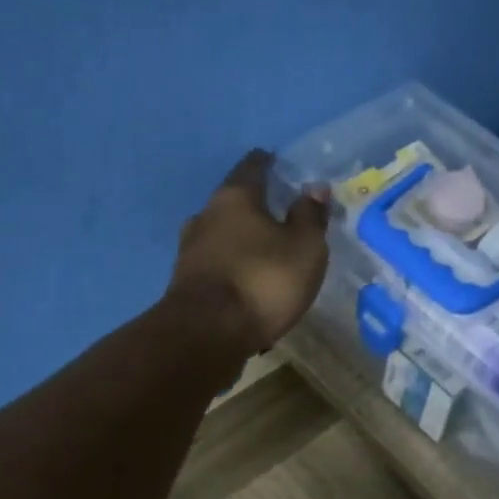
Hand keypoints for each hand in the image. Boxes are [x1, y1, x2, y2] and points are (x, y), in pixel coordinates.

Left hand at [168, 150, 330, 353]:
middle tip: (278, 214)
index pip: (252, 167)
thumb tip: (314, 188)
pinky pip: (215, 267)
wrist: (206, 335)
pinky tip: (245, 283)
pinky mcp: (185, 285)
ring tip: (263, 252)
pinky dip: (231, 269)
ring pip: (220, 236)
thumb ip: (310, 216)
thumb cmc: (262, 281)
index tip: (279, 163)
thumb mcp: (304, 248)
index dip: (268, 163)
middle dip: (253, 207)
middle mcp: (205, 216)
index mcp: (234, 198)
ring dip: (240, 241)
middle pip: (232, 203)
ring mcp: (189, 252)